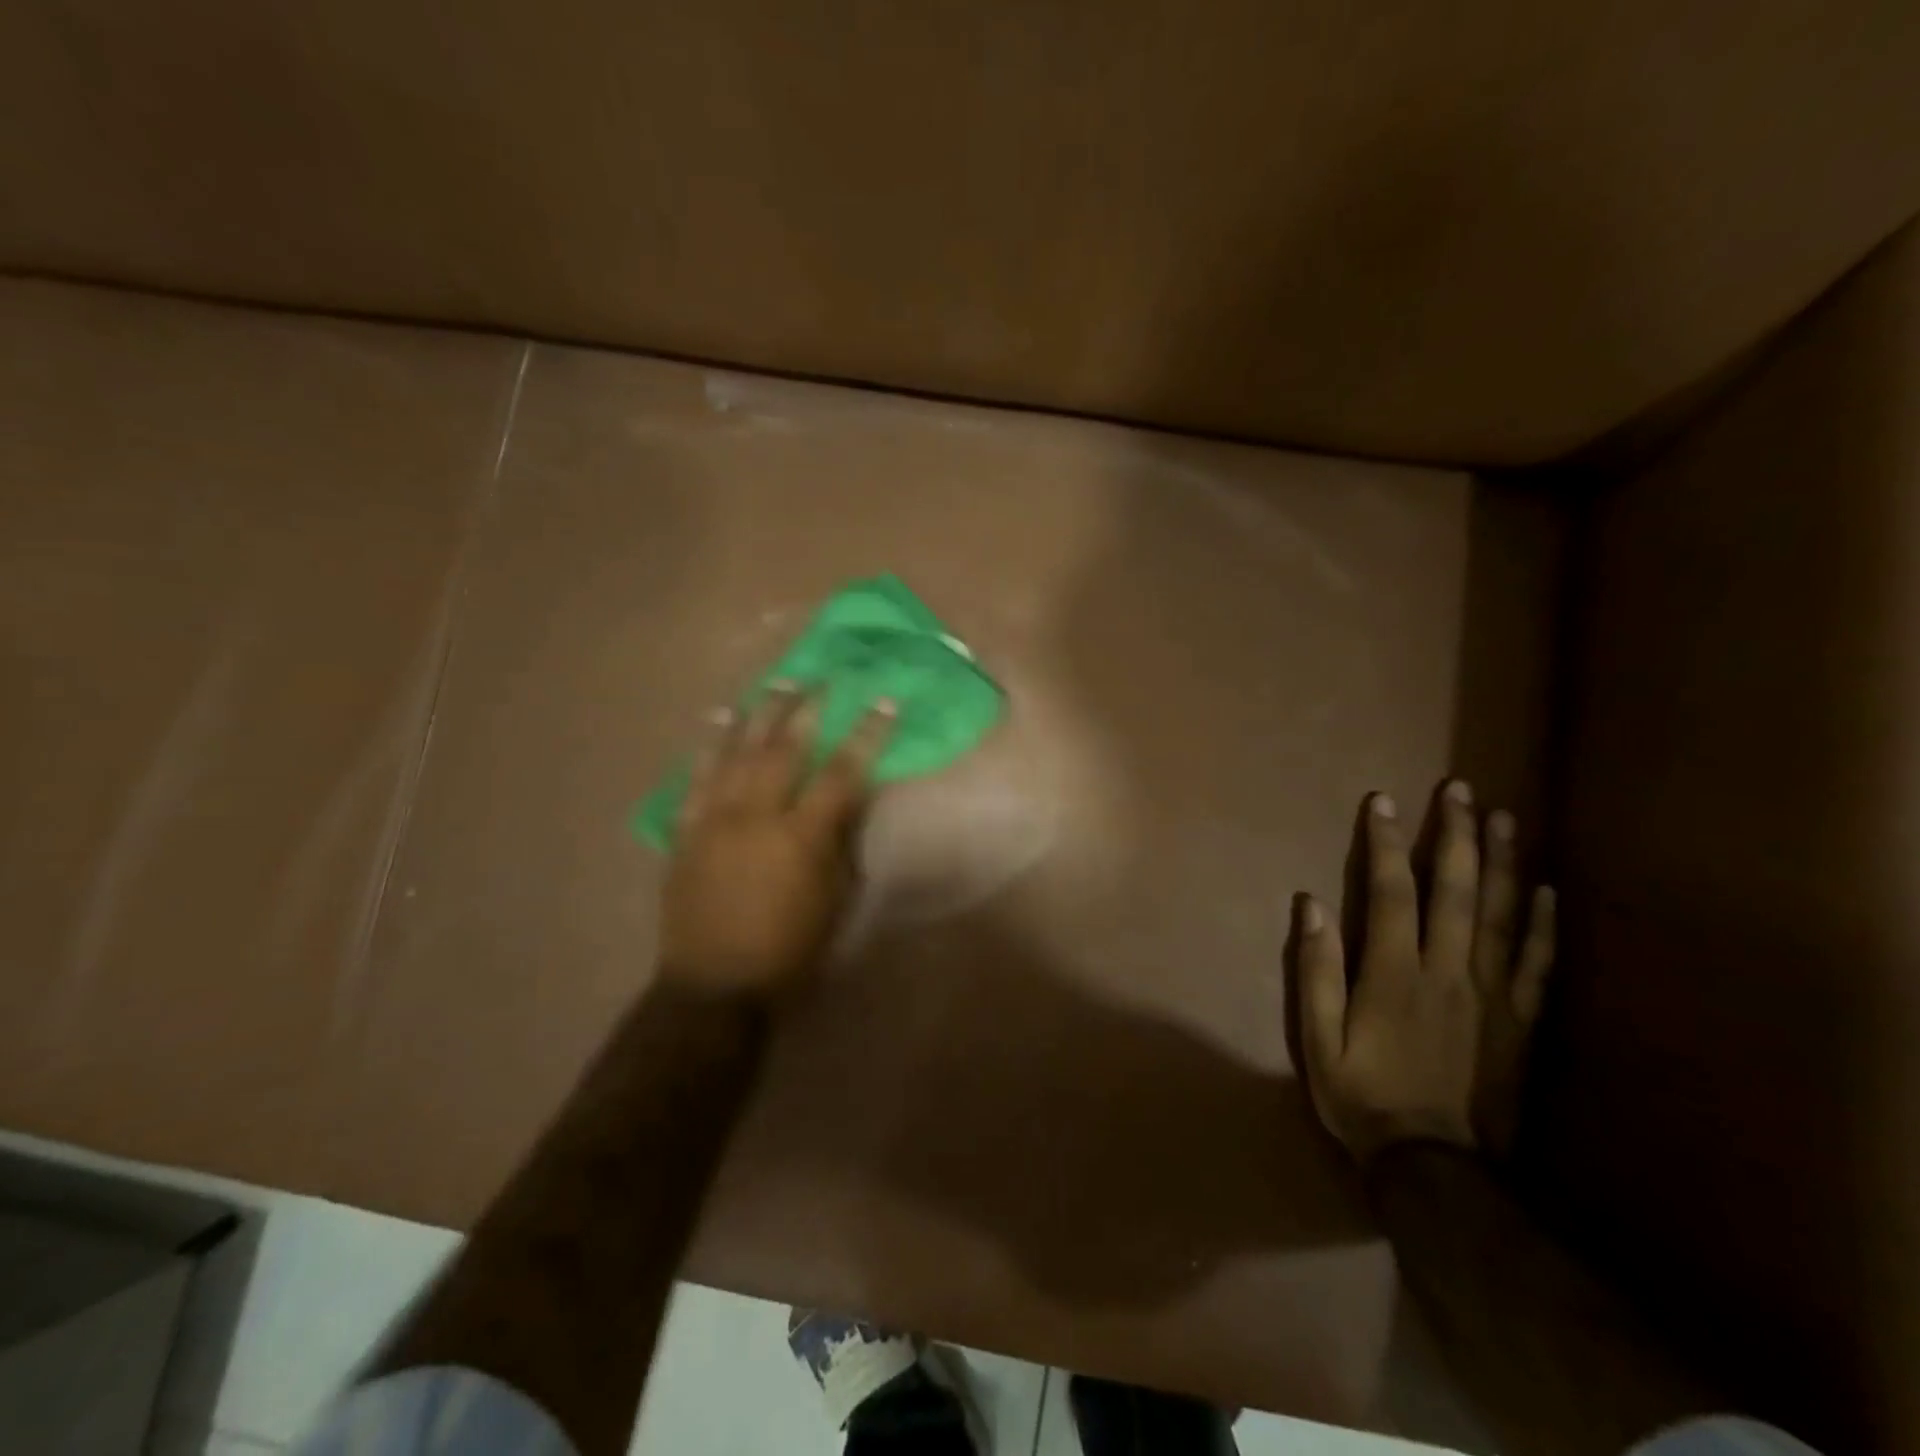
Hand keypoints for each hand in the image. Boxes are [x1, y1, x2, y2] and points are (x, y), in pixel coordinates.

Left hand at [660, 685, 895, 996]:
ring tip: (775, 684)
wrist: (714, 987)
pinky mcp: (686, 832)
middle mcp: (756, 817)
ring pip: (736, 753)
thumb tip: (850, 803)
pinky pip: (695, 779)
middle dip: (806, 709)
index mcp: (801, 837)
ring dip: (758, 714)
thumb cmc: (788, 952)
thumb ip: (841, 845)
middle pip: (784, 749)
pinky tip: (716, 720)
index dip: (866, 734)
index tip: (883, 700)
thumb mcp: (834, 902)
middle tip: (820, 679)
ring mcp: (715, 820)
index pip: (842, 772)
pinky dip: (707, 747)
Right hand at [1293, 781, 1555, 1162]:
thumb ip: (1316, 970)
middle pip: (1454, 890)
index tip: (1382, 801)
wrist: (1436, 1167)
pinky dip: (1542, 923)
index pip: (1391, 891)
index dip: (1385, 843)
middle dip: (1453, 834)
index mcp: (1393, 973)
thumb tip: (1310, 905)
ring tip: (1504, 817)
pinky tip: (1546, 890)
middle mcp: (1447, 971)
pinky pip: (1537, 964)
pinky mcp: (1522, 1022)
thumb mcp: (1318, 1039)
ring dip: (1502, 861)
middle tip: (1459, 789)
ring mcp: (1492, 995)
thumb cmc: (1363, 1097)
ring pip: (1499, 915)